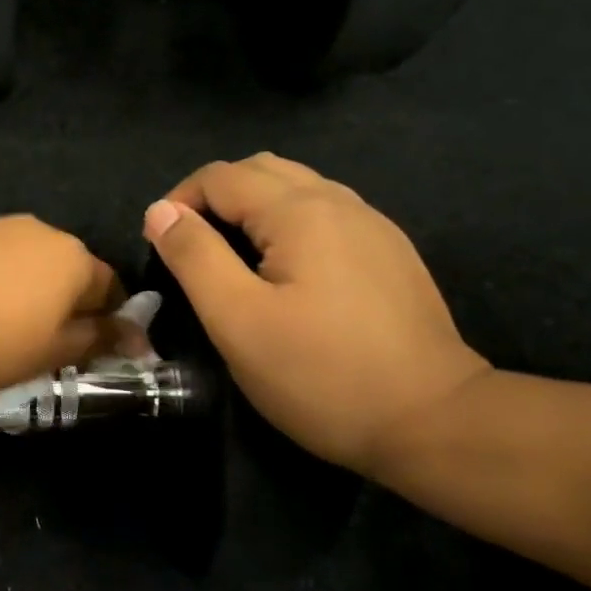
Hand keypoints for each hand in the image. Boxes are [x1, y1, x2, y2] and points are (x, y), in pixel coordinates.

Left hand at [0, 215, 123, 395]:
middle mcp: (43, 231)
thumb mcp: (49, 354)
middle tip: (50, 353)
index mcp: (75, 257)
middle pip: (72, 274)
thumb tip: (135, 335)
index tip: (97, 358)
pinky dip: (1, 287)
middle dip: (69, 310)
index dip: (111, 325)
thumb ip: (96, 340)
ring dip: (34, 298)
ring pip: (33, 268)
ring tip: (8, 336)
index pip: (112, 289)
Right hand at [143, 153, 489, 473]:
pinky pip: (325, 213)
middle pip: (261, 170)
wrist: (432, 420)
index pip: (222, 176)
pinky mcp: (389, 253)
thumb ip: (195, 257)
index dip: (179, 200)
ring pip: (297, 188)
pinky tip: (284, 269)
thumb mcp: (237, 320)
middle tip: (190, 245)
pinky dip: (286, 222)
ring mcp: (372, 226)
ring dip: (251, 206)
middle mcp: (340, 202)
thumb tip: (161, 211)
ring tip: (230, 254)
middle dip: (214, 195)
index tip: (158, 244)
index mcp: (299, 211)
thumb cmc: (319, 374)